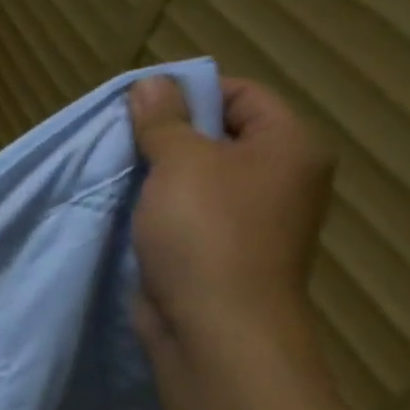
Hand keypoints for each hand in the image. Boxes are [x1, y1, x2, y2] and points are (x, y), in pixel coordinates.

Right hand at [127, 75, 332, 358]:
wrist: (215, 327)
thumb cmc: (205, 231)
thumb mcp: (179, 161)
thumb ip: (163, 119)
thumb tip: (150, 82)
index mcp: (289, 146)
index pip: (242, 94)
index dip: (191, 92)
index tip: (139, 106)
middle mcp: (281, 178)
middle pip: (220, 136)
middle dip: (168, 134)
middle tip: (121, 139)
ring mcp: (254, 219)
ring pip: (200, 178)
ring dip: (160, 174)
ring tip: (120, 173)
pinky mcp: (223, 251)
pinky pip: (190, 214)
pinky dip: (161, 208)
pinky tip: (130, 211)